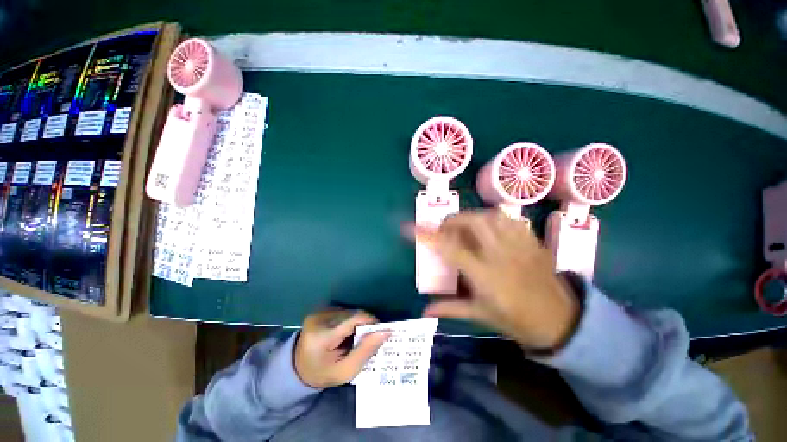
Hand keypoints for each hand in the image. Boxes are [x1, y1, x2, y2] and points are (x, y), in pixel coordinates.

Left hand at [294, 309, 390, 387]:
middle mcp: (320, 317)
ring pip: (350, 310)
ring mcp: (319, 311)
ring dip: (358, 321)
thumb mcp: (345, 371)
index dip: (372, 322)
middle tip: (369, 339)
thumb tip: (385, 332)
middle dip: (365, 324)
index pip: (355, 318)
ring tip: (356, 337)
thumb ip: (366, 351)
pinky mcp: (321, 309)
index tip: (381, 332)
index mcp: (323, 335)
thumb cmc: (322, 373)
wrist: (296, 367)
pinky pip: (344, 310)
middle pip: (354, 313)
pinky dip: (350, 319)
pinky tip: (347, 332)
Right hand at [411, 210, 579, 348]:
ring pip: (492, 216)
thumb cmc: (516, 319)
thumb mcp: (480, 314)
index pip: (450, 249)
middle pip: (474, 222)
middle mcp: (501, 255)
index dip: (428, 236)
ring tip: (465, 226)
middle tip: (445, 229)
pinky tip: (489, 226)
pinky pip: (510, 219)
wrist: (560, 320)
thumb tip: (423, 311)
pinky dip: (494, 217)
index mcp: (485, 275)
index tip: (410, 227)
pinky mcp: (532, 241)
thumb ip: (450, 308)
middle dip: (453, 220)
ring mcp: (519, 245)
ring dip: (472, 216)